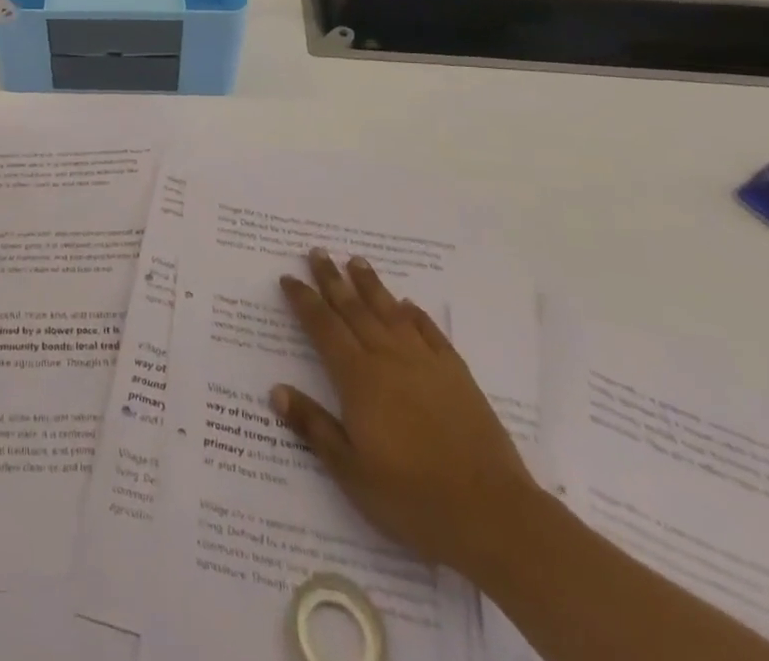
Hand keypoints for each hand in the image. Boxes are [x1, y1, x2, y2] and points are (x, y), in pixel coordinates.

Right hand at [274, 249, 536, 577]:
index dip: (304, 301)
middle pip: (354, 309)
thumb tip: (276, 390)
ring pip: (390, 312)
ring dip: (371, 285)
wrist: (492, 514)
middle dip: (332, 280)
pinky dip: (416, 315)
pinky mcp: (457, 376)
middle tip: (318, 252)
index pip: (323, 327)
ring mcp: (425, 363)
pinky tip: (408, 306)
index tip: (288, 277)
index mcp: (358, 378)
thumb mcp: (351, 471)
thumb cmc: (412, 497)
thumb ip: (314, 427)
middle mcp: (388, 359)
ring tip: (357, 261)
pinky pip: (431, 333)